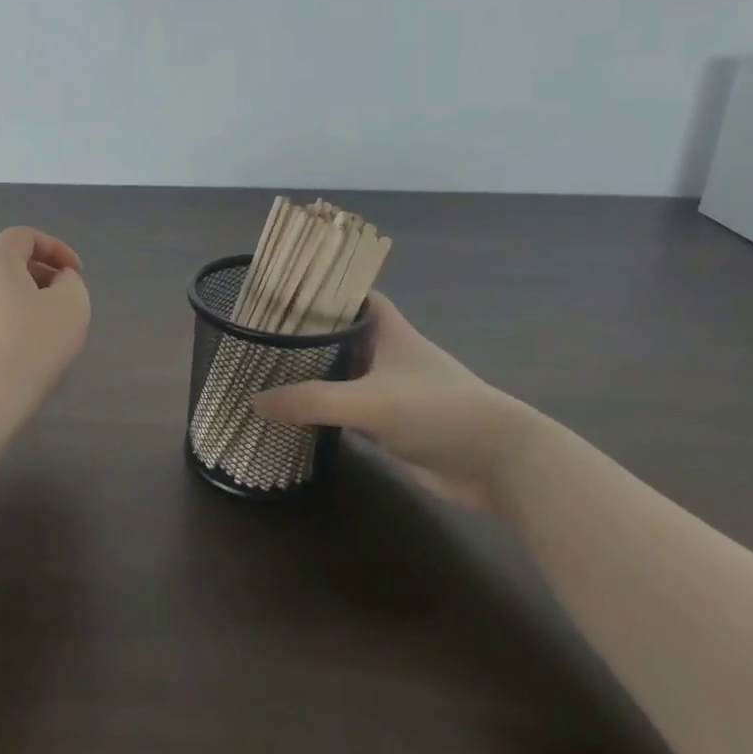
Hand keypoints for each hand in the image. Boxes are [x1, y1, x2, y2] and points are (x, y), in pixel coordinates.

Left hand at [0, 227, 90, 395]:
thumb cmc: (33, 342)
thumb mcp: (72, 304)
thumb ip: (70, 282)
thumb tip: (58, 282)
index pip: (23, 236)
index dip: (54, 247)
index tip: (75, 273)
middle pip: (7, 265)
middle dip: (41, 276)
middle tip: (64, 300)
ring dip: (24, 303)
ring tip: (47, 331)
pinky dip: (8, 327)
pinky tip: (23, 355)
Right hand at [251, 291, 541, 511]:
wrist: (498, 463)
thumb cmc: (438, 411)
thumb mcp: (370, 401)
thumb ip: (312, 400)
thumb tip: (254, 401)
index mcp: (388, 329)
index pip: (350, 295)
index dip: (320, 290)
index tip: (281, 292)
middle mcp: (387, 353)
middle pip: (340, 335)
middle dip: (305, 335)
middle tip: (260, 335)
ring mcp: (390, 390)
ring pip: (342, 373)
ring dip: (313, 375)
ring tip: (266, 371)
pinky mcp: (391, 424)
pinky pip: (348, 410)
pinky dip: (324, 411)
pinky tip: (294, 415)